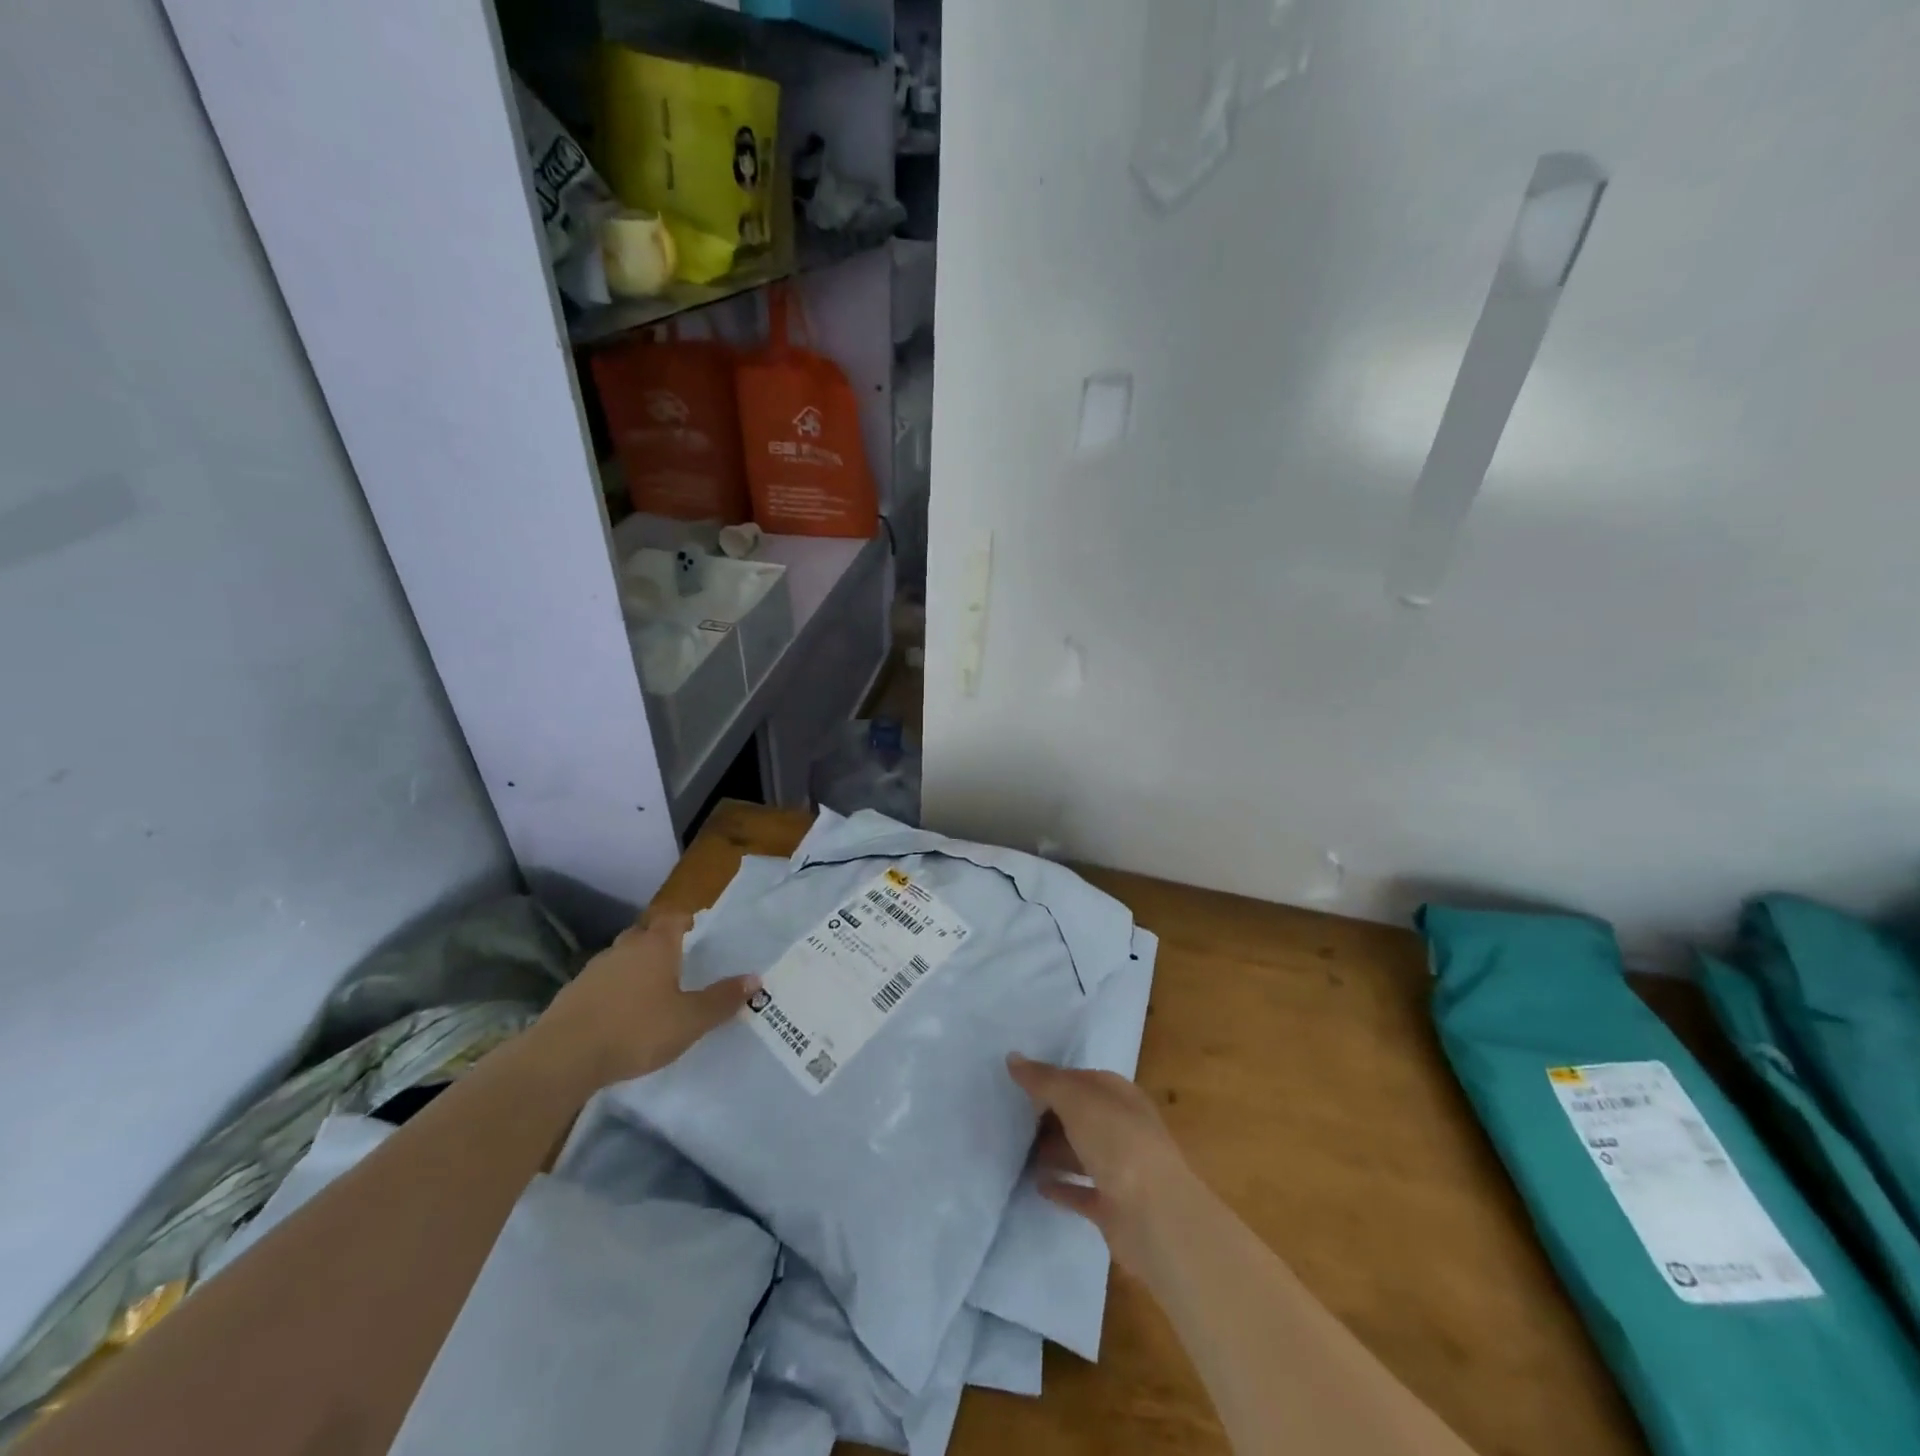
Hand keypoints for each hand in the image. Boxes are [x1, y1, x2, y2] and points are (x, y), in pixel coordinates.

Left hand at [535, 914, 757, 1088]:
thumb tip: (755, 979)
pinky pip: (602, 982)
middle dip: (660, 943)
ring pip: (621, 958)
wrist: (562, 1057)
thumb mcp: (690, 1020)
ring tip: (651, 991)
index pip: (674, 918)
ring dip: (635, 967)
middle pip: (645, 933)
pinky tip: (620, 1014)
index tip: (698, 931)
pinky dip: (614, 990)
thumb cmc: (636, 1029)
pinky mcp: (572, 994)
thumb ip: (722, 999)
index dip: (687, 921)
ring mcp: (594, 969)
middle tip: (679, 962)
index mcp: (656, 946)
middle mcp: (625, 948)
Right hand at [1007, 1054, 1202, 1278]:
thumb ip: (1045, 1080)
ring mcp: (1120, 1170)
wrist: (1155, 1216)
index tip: (1020, 1085)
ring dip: (1054, 1151)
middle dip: (1051, 1116)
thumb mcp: (1077, 1100)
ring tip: (1018, 1151)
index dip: (1054, 1080)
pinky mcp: (1113, 1208)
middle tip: (1013, 1118)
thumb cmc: (1118, 1143)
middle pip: (1082, 1117)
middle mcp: (1123, 1129)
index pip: (1083, 1080)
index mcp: (1121, 1097)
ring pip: (1081, 1154)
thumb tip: (1012, 1057)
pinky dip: (1062, 1187)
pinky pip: (1081, 1191)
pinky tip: (1038, 1186)